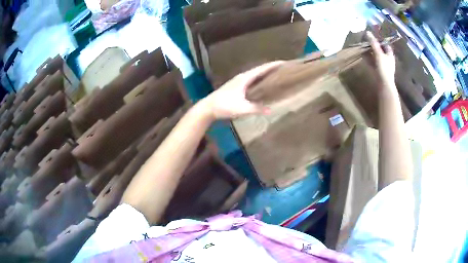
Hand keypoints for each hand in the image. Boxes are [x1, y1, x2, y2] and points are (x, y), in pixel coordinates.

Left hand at [202, 61, 283, 118]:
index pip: (262, 69)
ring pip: (255, 75)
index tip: (285, 62)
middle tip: (284, 69)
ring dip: (266, 74)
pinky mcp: (236, 86)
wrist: (208, 108)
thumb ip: (256, 108)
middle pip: (260, 70)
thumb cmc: (224, 106)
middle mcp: (242, 77)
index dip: (273, 65)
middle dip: (272, 68)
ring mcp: (239, 81)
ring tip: (277, 76)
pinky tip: (263, 85)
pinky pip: (252, 80)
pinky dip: (260, 80)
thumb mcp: (241, 108)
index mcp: (244, 78)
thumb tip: (271, 110)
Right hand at [366, 32, 395, 88]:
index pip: (386, 45)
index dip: (380, 40)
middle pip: (381, 50)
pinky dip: (369, 59)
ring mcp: (383, 66)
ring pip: (376, 56)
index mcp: (390, 55)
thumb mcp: (378, 53)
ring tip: (363, 48)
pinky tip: (364, 57)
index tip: (373, 37)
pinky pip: (373, 63)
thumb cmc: (384, 68)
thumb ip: (373, 43)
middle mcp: (388, 60)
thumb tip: (367, 32)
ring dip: (370, 52)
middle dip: (374, 46)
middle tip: (366, 42)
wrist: (384, 85)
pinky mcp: (379, 72)